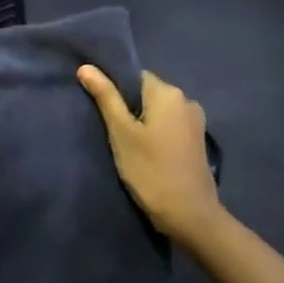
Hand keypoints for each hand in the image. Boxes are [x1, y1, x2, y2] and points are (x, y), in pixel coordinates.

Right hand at [78, 67, 221, 244]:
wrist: (191, 215)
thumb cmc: (151, 170)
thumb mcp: (121, 133)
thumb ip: (106, 97)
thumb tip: (86, 66)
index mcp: (168, 92)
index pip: (134, 76)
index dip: (116, 90)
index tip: (102, 110)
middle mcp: (186, 100)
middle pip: (147, 93)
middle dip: (129, 107)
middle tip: (111, 131)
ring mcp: (195, 122)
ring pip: (159, 112)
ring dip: (142, 122)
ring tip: (126, 144)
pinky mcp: (197, 142)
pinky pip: (170, 126)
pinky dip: (156, 134)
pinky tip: (146, 153)